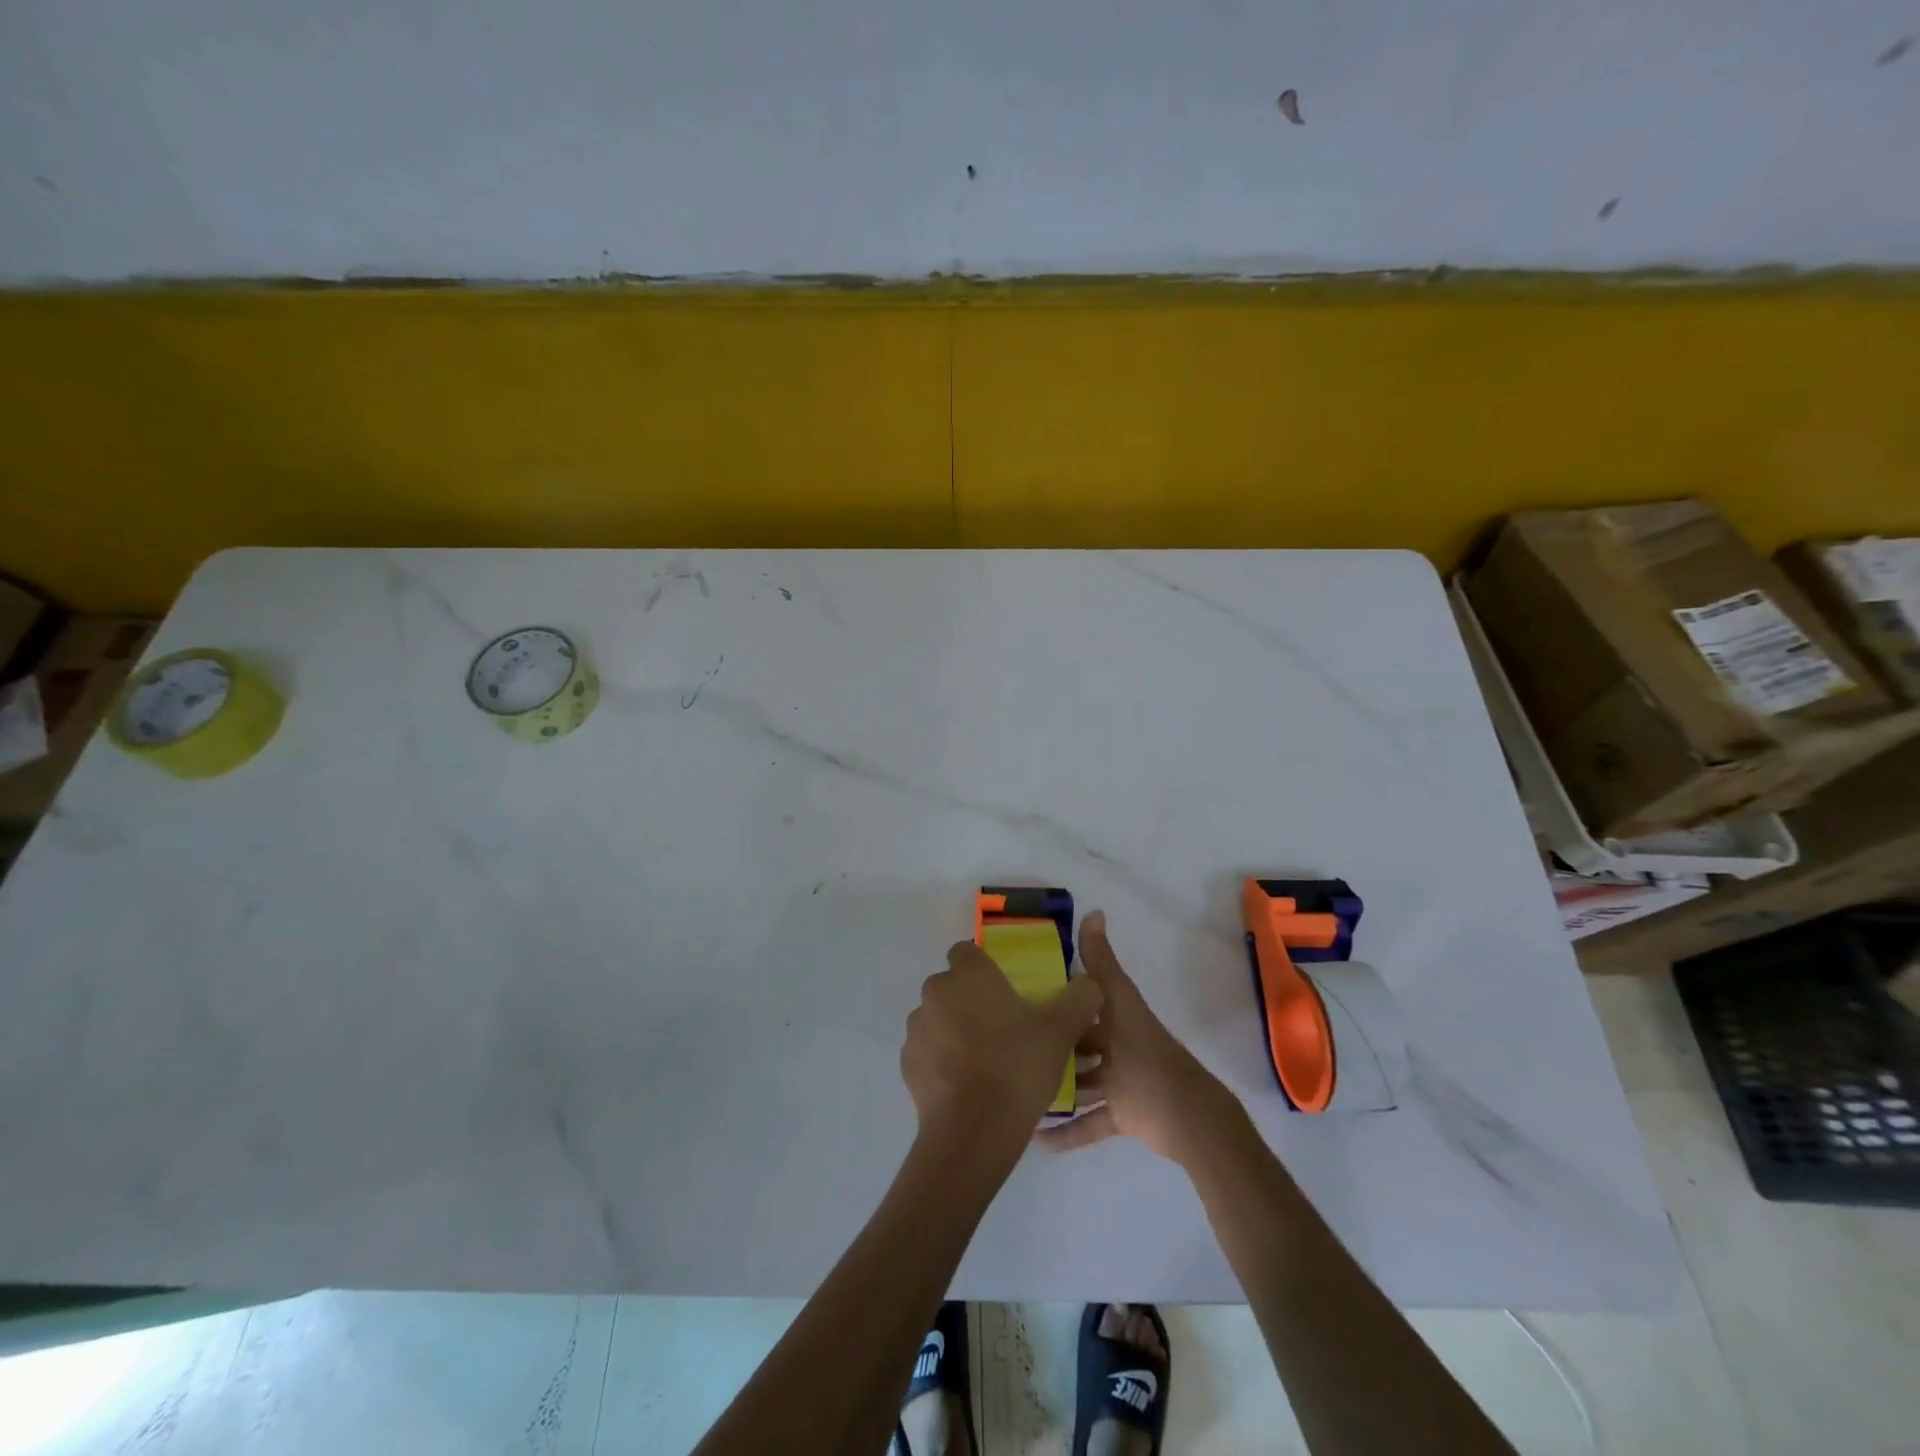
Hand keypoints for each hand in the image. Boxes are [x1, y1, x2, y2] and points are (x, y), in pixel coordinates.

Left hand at [902, 941, 1103, 1162]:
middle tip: (1003, 1029)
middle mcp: (935, 992)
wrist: (973, 1131)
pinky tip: (967, 1084)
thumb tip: (1089, 983)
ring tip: (986, 1062)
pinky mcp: (907, 1063)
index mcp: (968, 975)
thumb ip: (1080, 997)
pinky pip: (928, 1050)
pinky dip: (942, 1060)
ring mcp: (917, 1028)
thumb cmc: (1017, 1067)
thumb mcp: (1061, 1030)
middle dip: (971, 1000)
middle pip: (952, 986)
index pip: (967, 952)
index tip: (1006, 993)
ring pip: (938, 1018)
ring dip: (955, 1030)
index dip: (985, 968)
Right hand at [1037, 911, 1242, 1163]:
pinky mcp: (1120, 1116)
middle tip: (1008, 1046)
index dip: (1055, 995)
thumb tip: (1093, 911)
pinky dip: (1066, 1132)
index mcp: (1117, 1017)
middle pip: (1077, 1042)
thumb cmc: (1148, 1059)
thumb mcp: (1121, 1006)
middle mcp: (1116, 1046)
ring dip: (1054, 1087)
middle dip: (1049, 1043)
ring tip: (1014, 1088)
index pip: (1082, 1001)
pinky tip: (1034, 1138)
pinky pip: (1087, 1124)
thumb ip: (1103, 964)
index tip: (1017, 995)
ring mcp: (1118, 1083)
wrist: (1189, 1120)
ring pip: (1079, 1082)